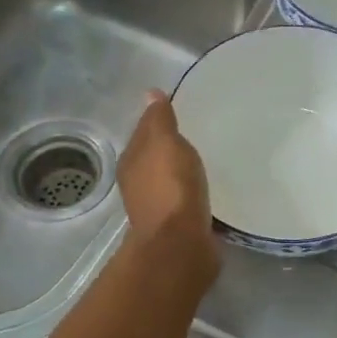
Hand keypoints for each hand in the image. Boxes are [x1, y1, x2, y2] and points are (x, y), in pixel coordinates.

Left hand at [120, 91, 218, 280]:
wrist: (180, 244)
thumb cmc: (170, 187)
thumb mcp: (165, 143)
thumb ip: (159, 120)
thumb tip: (150, 93)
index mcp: (131, 162)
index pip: (143, 134)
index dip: (157, 122)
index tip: (177, 114)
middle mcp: (137, 185)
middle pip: (153, 159)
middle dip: (168, 148)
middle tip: (192, 135)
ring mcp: (156, 208)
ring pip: (167, 181)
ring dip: (179, 172)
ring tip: (201, 162)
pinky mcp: (175, 226)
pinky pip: (183, 200)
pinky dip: (191, 193)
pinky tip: (204, 190)